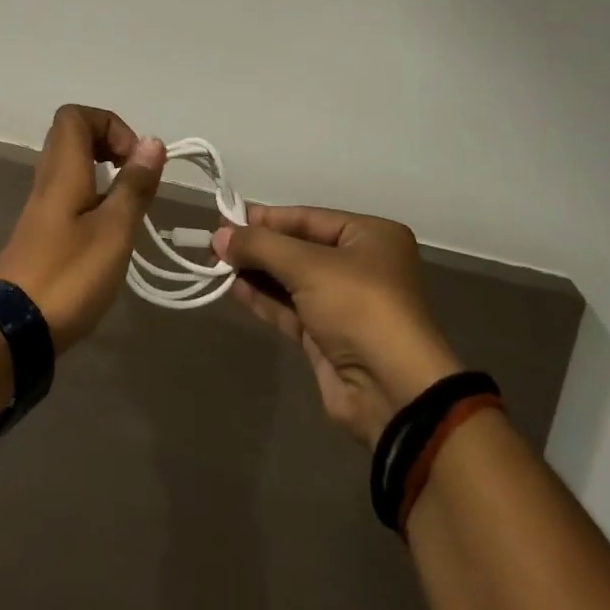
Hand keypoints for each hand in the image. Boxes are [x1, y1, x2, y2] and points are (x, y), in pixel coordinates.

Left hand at [0, 105, 166, 352]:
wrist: (14, 330)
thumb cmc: (70, 274)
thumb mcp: (114, 230)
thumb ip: (134, 185)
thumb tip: (152, 142)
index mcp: (63, 170)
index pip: (74, 116)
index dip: (109, 124)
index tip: (133, 158)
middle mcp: (48, 179)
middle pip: (71, 136)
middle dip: (109, 144)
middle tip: (134, 174)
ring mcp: (41, 207)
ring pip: (70, 166)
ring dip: (102, 172)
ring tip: (128, 204)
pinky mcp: (41, 233)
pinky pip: (68, 193)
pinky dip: (92, 196)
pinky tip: (109, 230)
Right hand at [213, 207, 461, 445]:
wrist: (393, 391)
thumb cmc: (358, 306)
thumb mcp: (308, 265)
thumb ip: (260, 247)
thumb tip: (219, 235)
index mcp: (371, 236)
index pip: (309, 217)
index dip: (268, 218)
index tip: (227, 218)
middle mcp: (361, 265)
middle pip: (299, 247)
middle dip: (259, 247)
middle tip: (217, 243)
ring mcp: (345, 304)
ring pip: (292, 279)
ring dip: (257, 272)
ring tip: (217, 263)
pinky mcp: (329, 337)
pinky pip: (291, 308)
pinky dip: (264, 298)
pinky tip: (234, 288)